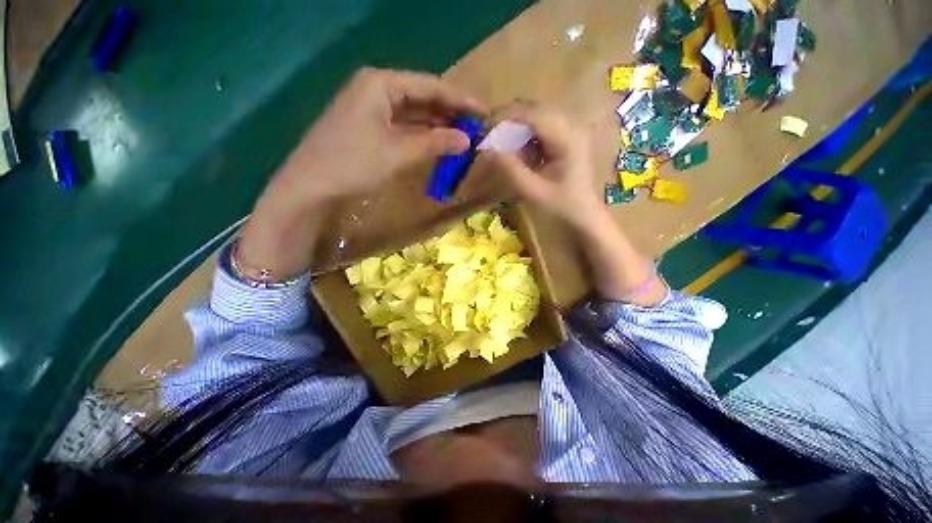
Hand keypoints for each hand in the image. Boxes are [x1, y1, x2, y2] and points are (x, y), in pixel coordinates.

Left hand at [237, 68, 485, 280]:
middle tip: (475, 127)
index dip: (460, 100)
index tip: (483, 112)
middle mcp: (375, 88)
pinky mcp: (368, 126)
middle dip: (449, 112)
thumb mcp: (399, 151)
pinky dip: (421, 134)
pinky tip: (436, 142)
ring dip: (436, 124)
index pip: (431, 86)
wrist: (311, 185)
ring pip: (412, 112)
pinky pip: (402, 125)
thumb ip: (435, 142)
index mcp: (381, 83)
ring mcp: (370, 107)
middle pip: (422, 97)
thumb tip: (466, 140)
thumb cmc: (354, 163)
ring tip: (462, 136)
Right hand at [485, 103, 600, 228]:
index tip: (484, 129)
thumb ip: (512, 170)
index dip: (505, 117)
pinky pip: (540, 126)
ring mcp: (570, 129)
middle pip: (534, 109)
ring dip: (515, 125)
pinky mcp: (565, 136)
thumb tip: (489, 149)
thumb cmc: (562, 206)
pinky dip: (524, 133)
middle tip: (488, 135)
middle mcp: (571, 126)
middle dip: (508, 119)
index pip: (533, 114)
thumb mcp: (534, 191)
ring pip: (536, 115)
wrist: (584, 213)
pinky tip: (516, 149)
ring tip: (499, 142)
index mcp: (567, 138)